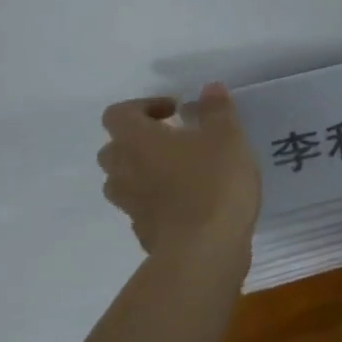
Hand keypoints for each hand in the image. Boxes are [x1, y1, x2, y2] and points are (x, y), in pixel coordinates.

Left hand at [97, 83, 260, 256]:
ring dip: (144, 172)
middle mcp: (124, 172)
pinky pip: (142, 209)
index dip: (142, 107)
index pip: (118, 114)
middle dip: (140, 141)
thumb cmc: (213, 182)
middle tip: (174, 140)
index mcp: (137, 141)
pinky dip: (157, 202)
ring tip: (181, 171)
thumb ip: (216, 110)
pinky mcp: (143, 234)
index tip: (174, 111)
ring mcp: (130, 207)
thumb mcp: (227, 136)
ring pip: (124, 181)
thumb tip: (208, 89)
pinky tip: (189, 203)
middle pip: (114, 149)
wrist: (204, 252)